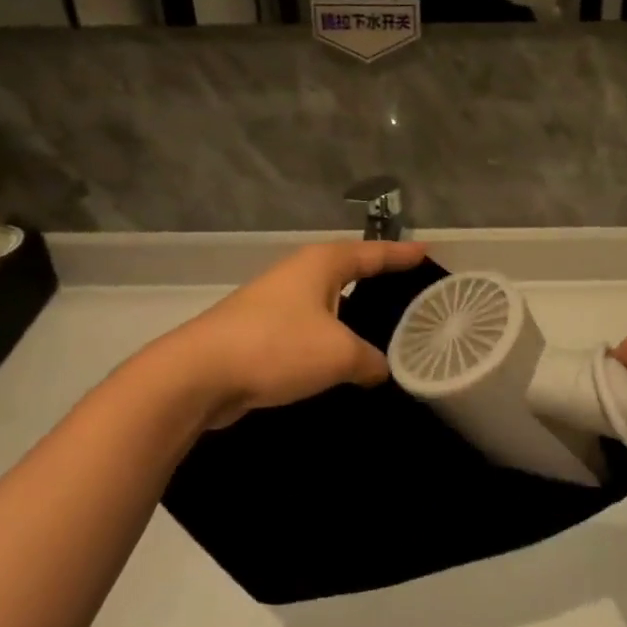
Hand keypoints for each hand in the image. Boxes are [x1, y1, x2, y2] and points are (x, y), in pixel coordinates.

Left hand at [174, 240, 427, 428]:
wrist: (199, 374)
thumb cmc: (278, 347)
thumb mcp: (339, 354)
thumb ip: (369, 360)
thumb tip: (381, 369)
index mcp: (321, 264)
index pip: (372, 253)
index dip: (401, 255)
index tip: (427, 252)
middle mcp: (298, 274)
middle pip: (347, 270)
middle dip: (375, 277)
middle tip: (407, 289)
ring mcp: (274, 302)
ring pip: (325, 301)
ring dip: (349, 312)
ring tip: (379, 327)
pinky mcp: (258, 331)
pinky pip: (307, 327)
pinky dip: (328, 337)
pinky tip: (339, 359)